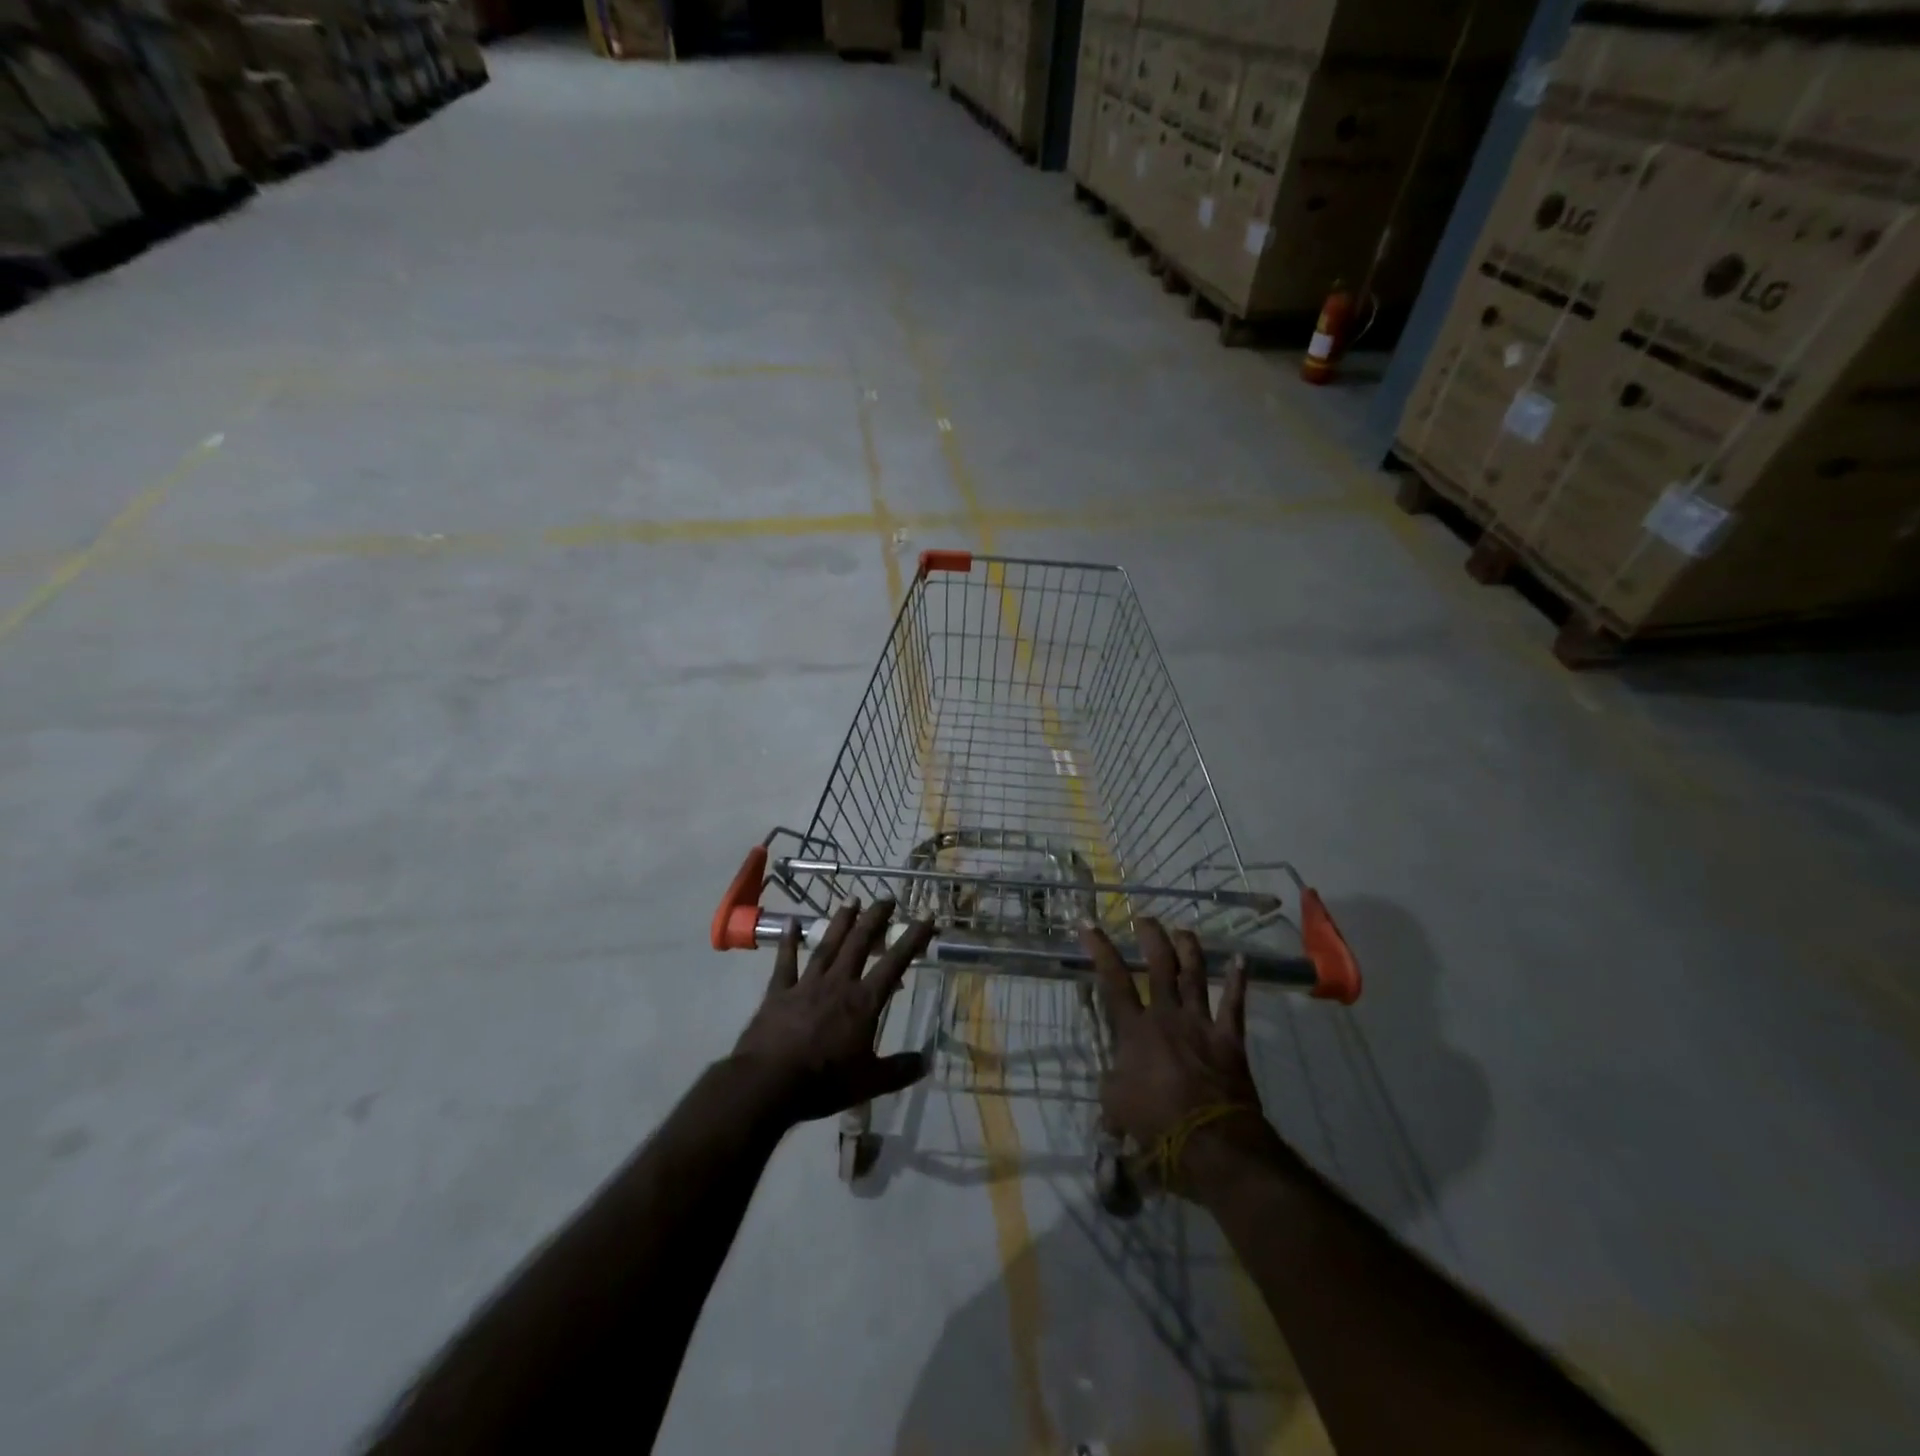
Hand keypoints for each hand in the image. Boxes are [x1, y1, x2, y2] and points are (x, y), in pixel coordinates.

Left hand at [734, 899, 934, 1128]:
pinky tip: (790, 922)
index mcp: (864, 1002)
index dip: (913, 938)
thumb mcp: (870, 1082)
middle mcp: (838, 983)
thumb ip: (899, 1070)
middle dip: (875, 918)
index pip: (895, 963)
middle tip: (886, 899)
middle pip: (860, 943)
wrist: (769, 1083)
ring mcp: (807, 983)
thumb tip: (927, 1061)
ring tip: (851, 899)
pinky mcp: (779, 991)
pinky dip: (788, 941)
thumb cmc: (824, 1082)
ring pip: (828, 944)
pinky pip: (786, 961)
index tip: (926, 915)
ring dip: (841, 921)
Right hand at [1082, 918, 1284, 1195]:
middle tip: (1145, 919)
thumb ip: (1112, 1084)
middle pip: (1158, 965)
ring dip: (1189, 949)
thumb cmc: (1157, 1124)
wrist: (1212, 1142)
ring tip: (1183, 930)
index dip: (1099, 949)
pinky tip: (1242, 959)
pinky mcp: (1229, 1038)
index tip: (1088, 923)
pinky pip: (1235, 1003)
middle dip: (1151, 937)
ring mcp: (1200, 1023)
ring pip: (1194, 975)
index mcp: (1135, 1029)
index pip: (1113, 980)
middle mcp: (1167, 1015)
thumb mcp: (1117, 1106)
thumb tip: (1112, 1078)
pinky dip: (1238, 980)